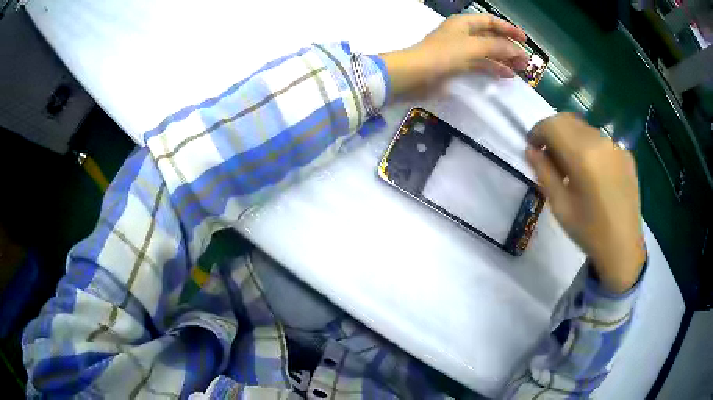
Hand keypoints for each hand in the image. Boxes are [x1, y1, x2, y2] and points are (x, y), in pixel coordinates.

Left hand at [380, 14, 528, 97]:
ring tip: (521, 69)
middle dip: (509, 47)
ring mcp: (460, 51)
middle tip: (526, 60)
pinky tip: (506, 75)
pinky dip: (494, 69)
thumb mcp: (473, 47)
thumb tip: (518, 51)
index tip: (525, 40)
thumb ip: (497, 47)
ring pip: (487, 52)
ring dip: (504, 59)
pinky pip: (481, 64)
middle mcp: (463, 34)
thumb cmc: (443, 54)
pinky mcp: (458, 66)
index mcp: (464, 23)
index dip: (508, 29)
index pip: (490, 21)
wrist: (416, 75)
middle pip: (491, 37)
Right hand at [527, 114, 645, 292]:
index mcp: (582, 155)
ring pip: (585, 129)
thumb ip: (544, 173)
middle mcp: (600, 141)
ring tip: (573, 166)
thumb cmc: (589, 231)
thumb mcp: (560, 206)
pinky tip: (593, 172)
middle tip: (549, 156)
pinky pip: (601, 141)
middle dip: (553, 132)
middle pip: (568, 121)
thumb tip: (531, 150)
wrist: (623, 248)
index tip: (533, 149)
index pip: (551, 125)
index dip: (537, 132)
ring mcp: (616, 146)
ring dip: (572, 139)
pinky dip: (590, 148)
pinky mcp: (626, 154)